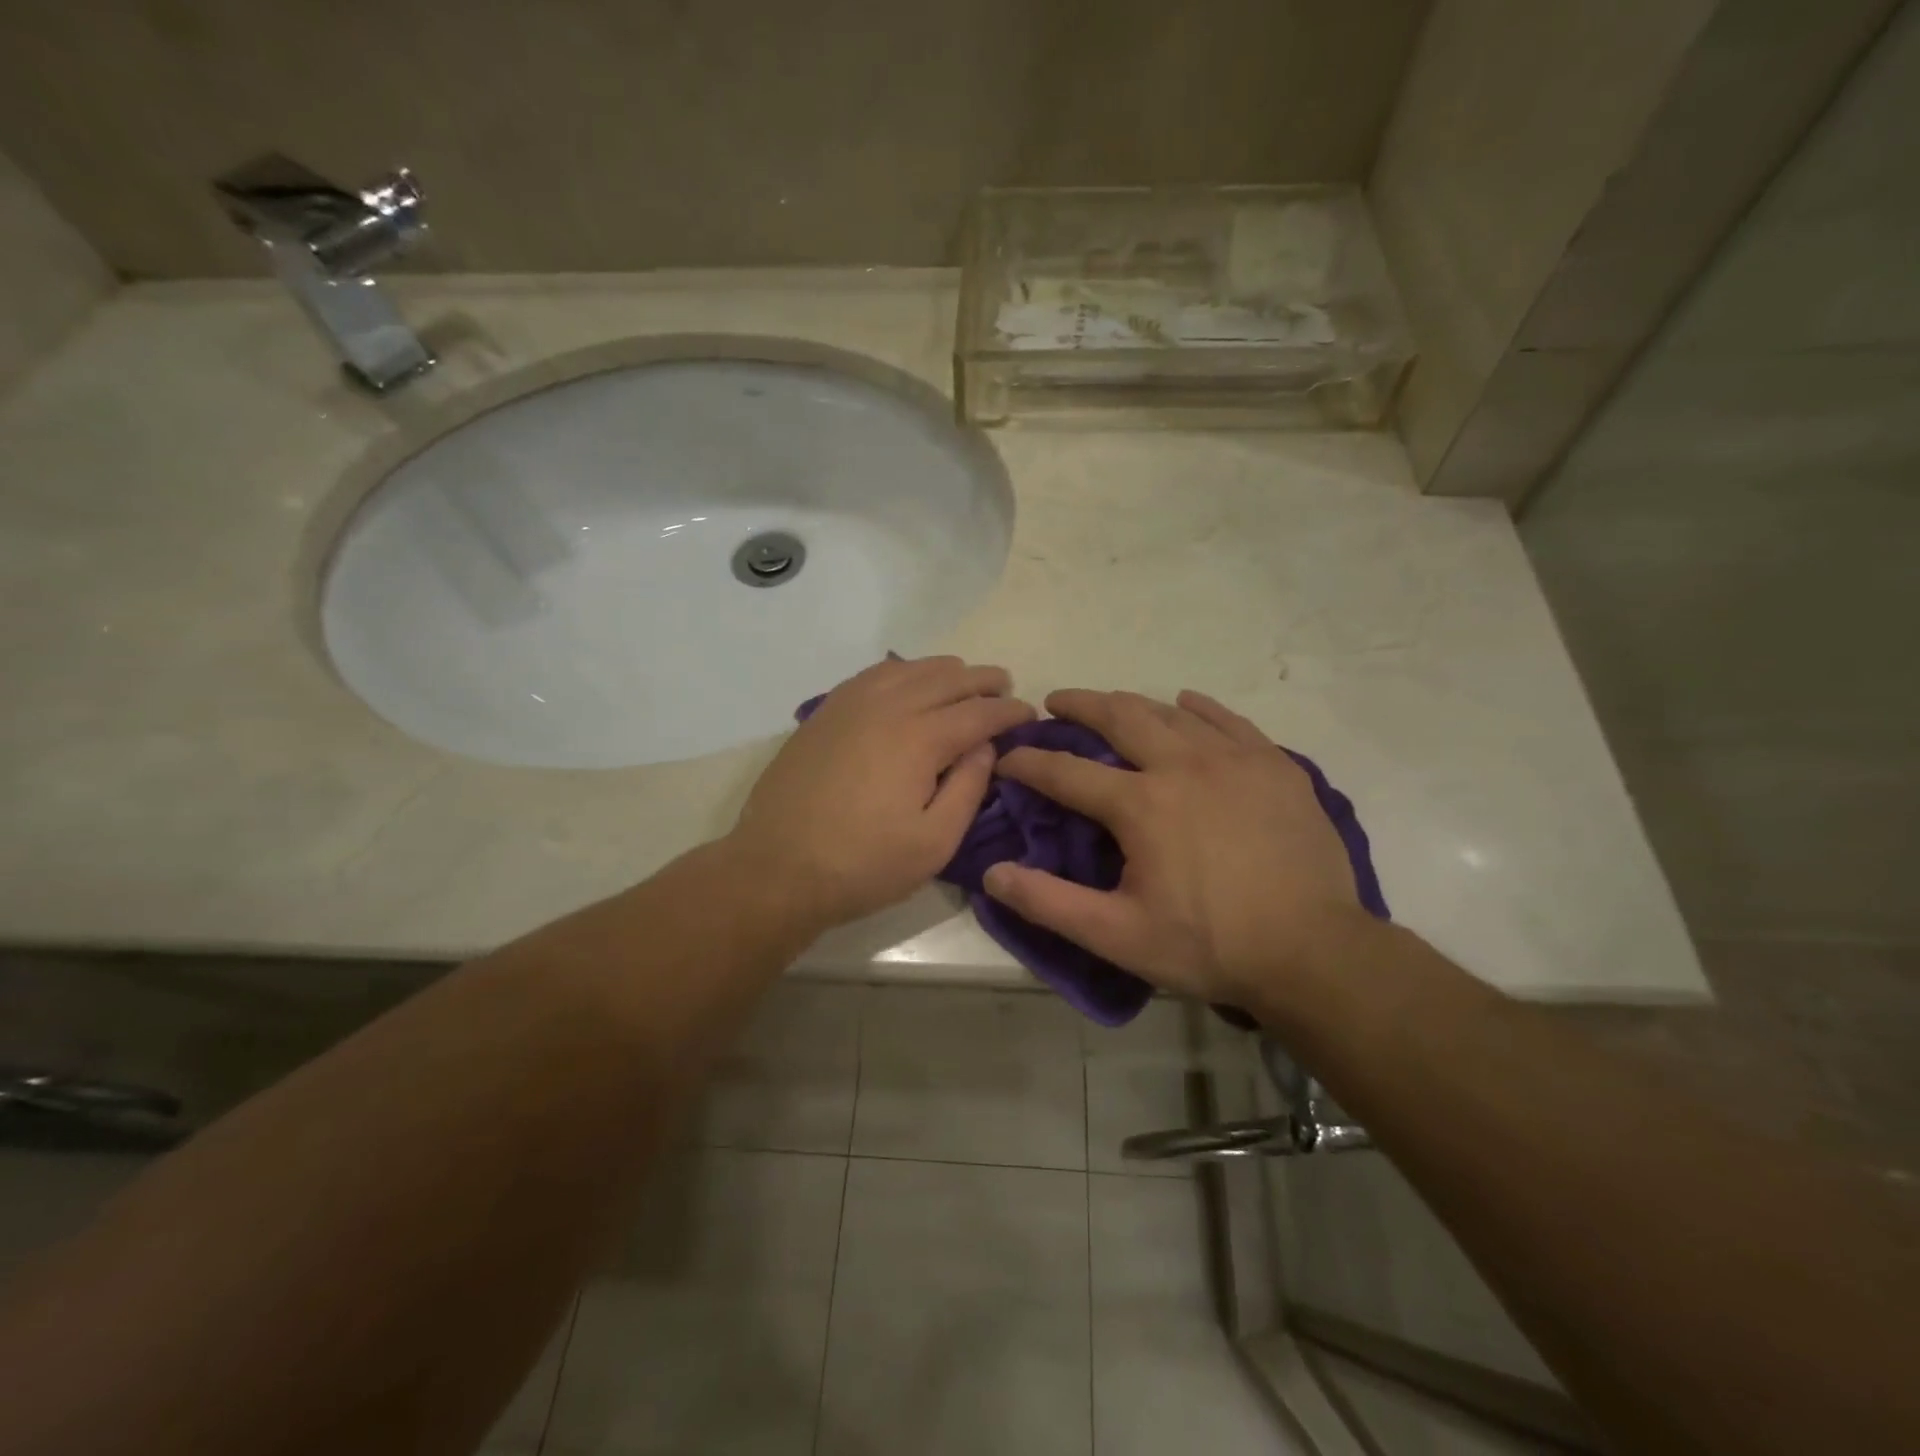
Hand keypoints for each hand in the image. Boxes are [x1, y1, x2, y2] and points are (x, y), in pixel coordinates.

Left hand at [728, 656, 1034, 929]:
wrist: (777, 867)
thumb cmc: (863, 865)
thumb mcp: (934, 842)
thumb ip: (968, 788)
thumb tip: (984, 746)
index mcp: (920, 739)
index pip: (978, 713)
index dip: (1009, 711)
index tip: (1029, 713)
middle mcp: (888, 707)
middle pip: (946, 679)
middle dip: (982, 680)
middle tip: (1004, 686)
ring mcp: (850, 705)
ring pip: (908, 669)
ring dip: (943, 670)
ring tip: (962, 677)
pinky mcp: (824, 713)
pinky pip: (872, 675)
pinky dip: (901, 670)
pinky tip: (906, 680)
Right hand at [982, 689, 1368, 1008]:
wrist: (1314, 952)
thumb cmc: (1209, 945)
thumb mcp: (1118, 935)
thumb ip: (1050, 903)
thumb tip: (991, 873)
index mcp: (1141, 804)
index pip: (1066, 771)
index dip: (1029, 762)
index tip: (1008, 757)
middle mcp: (1183, 765)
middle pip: (1120, 716)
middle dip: (1080, 705)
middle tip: (1056, 702)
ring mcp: (1235, 759)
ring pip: (1171, 712)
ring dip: (1133, 705)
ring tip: (1112, 705)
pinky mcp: (1275, 766)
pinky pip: (1228, 719)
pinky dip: (1199, 708)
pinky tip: (1187, 705)